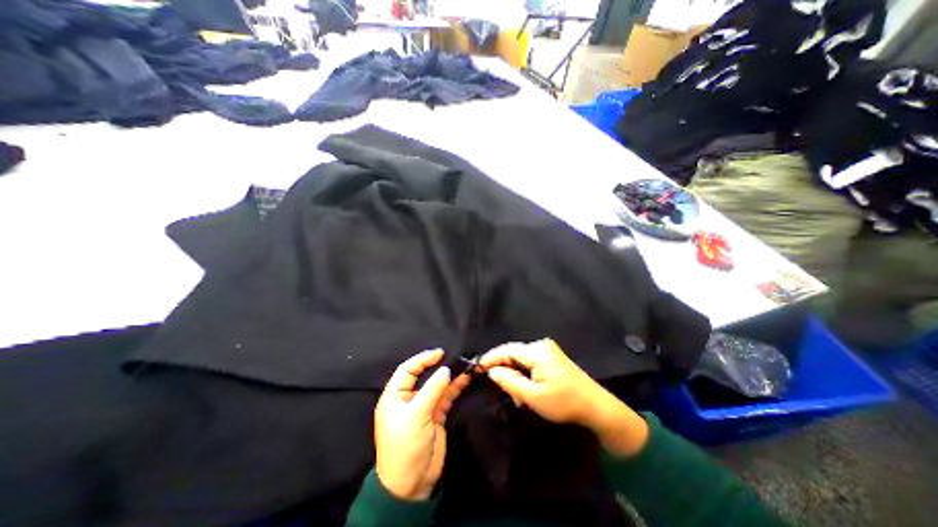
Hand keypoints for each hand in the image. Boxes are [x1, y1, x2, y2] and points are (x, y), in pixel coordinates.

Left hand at [377, 353, 472, 500]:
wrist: (411, 485)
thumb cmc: (406, 446)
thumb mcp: (416, 416)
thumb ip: (432, 390)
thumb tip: (446, 370)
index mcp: (395, 396)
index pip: (407, 370)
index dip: (422, 359)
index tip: (440, 353)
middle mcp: (408, 399)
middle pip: (424, 376)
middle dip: (438, 366)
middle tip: (454, 357)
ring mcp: (423, 407)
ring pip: (437, 386)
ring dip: (449, 377)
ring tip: (464, 365)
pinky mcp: (435, 416)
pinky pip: (445, 397)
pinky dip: (455, 388)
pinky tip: (464, 379)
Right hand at [479, 343, 649, 455]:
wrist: (596, 407)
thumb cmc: (564, 403)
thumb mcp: (533, 396)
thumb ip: (509, 381)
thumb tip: (492, 371)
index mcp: (537, 351)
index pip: (506, 350)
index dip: (490, 357)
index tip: (476, 367)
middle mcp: (541, 345)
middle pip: (513, 353)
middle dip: (505, 370)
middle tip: (502, 390)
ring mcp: (548, 349)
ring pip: (521, 359)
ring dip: (516, 375)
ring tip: (518, 397)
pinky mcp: (552, 356)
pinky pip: (531, 362)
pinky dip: (525, 374)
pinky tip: (527, 390)